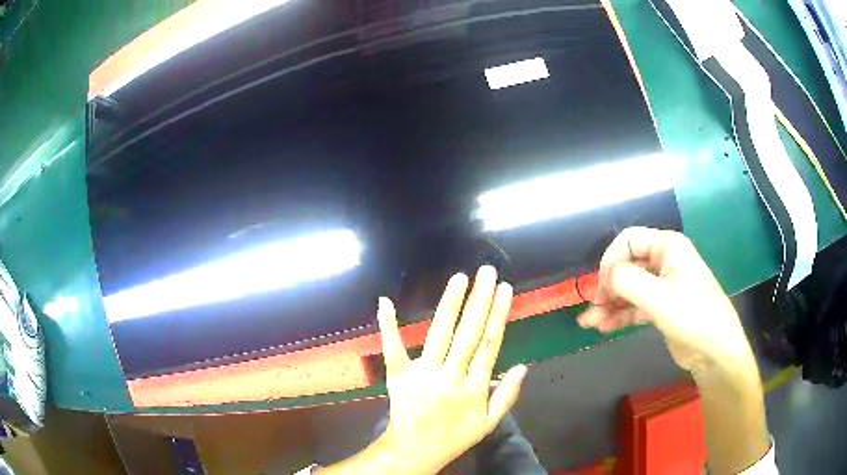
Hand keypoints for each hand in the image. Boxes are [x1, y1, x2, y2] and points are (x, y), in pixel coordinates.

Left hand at [376, 266, 526, 474]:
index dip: (498, 315)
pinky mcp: (398, 376)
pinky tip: (385, 301)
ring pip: (439, 334)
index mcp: (474, 387)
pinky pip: (393, 349)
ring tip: (460, 278)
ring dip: (450, 304)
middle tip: (487, 272)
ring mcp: (422, 374)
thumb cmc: (454, 437)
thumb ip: (507, 396)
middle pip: (468, 333)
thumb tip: (523, 366)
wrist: (415, 451)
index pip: (489, 344)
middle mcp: (450, 376)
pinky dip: (388, 326)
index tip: (505, 289)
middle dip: (479, 300)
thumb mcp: (488, 424)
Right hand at [577, 227, 752, 373]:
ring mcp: (663, 285)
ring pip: (629, 288)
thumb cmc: (691, 315)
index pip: (628, 240)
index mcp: (668, 247)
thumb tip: (604, 276)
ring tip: (591, 324)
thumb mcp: (657, 296)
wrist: (715, 350)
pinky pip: (635, 305)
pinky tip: (605, 327)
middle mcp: (665, 261)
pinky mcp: (662, 307)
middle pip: (627, 266)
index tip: (601, 287)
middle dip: (607, 287)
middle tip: (592, 310)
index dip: (611, 260)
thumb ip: (626, 280)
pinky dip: (620, 314)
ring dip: (610, 304)